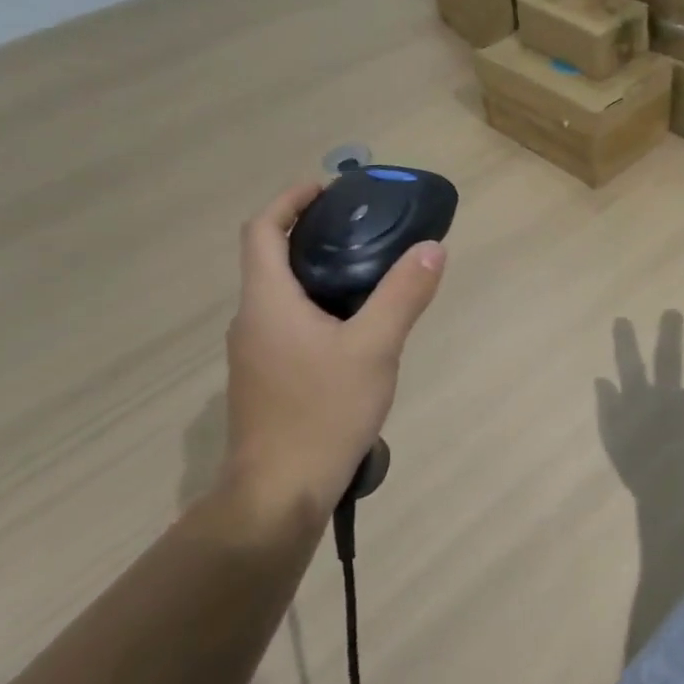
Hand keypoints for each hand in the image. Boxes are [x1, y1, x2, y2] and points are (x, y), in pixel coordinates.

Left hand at [223, 182, 446, 524]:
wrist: (278, 495)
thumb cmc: (322, 413)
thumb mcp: (375, 348)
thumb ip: (403, 294)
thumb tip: (431, 247)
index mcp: (267, 301)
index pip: (262, 229)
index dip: (291, 199)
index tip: (330, 188)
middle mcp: (252, 319)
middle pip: (271, 257)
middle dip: (312, 232)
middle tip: (364, 226)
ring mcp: (255, 353)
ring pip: (282, 293)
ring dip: (317, 271)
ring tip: (369, 270)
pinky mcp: (266, 378)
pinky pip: (288, 322)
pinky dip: (317, 305)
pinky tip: (356, 327)